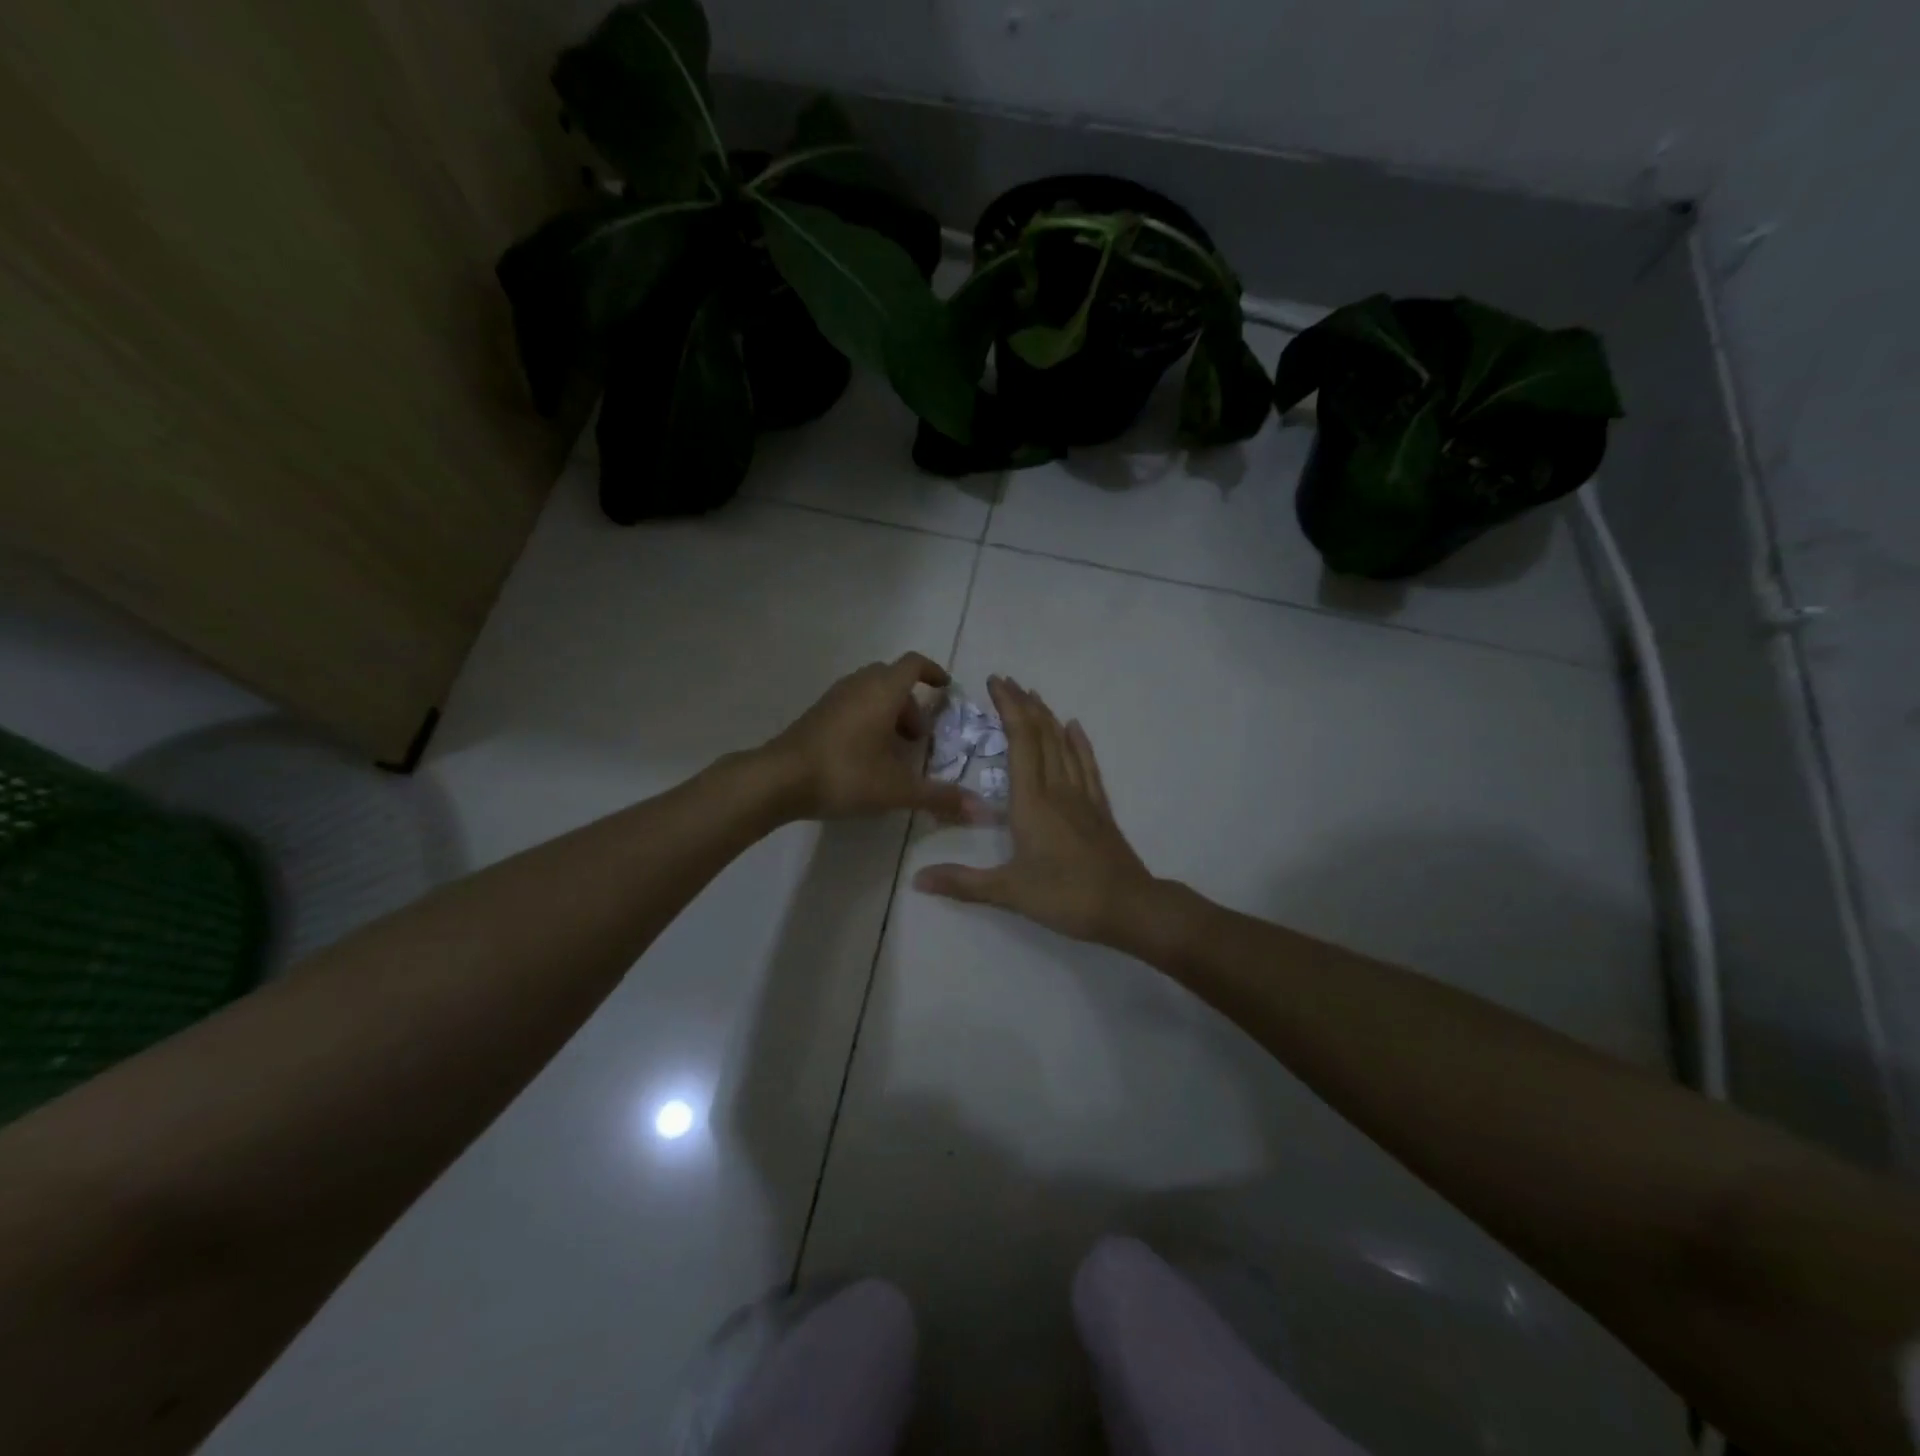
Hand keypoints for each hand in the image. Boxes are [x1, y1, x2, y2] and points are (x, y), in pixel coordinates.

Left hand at [762, 653, 984, 822]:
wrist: (779, 779)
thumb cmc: (845, 774)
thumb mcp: (897, 789)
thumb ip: (938, 796)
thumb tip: (980, 809)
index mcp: (883, 691)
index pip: (914, 664)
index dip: (933, 672)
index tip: (945, 689)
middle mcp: (858, 685)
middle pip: (892, 678)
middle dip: (910, 702)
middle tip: (917, 737)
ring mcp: (833, 697)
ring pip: (869, 692)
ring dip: (888, 712)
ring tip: (892, 751)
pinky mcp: (816, 714)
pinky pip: (851, 705)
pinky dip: (867, 719)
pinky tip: (864, 755)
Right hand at [913, 676, 1154, 942]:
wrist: (1127, 907)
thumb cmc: (1065, 896)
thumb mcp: (1009, 891)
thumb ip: (962, 883)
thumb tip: (916, 879)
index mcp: (1032, 801)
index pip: (1020, 741)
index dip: (1009, 708)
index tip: (995, 683)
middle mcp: (1058, 789)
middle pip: (1042, 735)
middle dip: (1023, 705)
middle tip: (1007, 681)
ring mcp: (1082, 797)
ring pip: (1064, 746)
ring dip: (1048, 717)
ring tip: (1034, 695)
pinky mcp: (1099, 809)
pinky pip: (1088, 766)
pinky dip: (1079, 744)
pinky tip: (1075, 728)